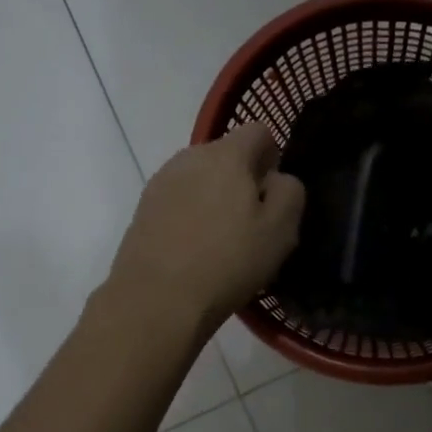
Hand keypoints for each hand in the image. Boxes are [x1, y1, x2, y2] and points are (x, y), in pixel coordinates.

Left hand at [105, 123, 304, 337]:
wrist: (156, 299)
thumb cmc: (227, 261)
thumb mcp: (280, 230)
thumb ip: (289, 192)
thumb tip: (276, 179)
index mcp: (227, 154)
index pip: (259, 131)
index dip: (273, 157)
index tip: (274, 194)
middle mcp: (190, 156)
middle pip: (227, 154)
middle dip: (242, 179)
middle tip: (252, 223)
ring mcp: (161, 181)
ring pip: (200, 177)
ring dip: (214, 197)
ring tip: (221, 240)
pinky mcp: (142, 208)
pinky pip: (178, 199)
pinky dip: (190, 215)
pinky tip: (194, 249)